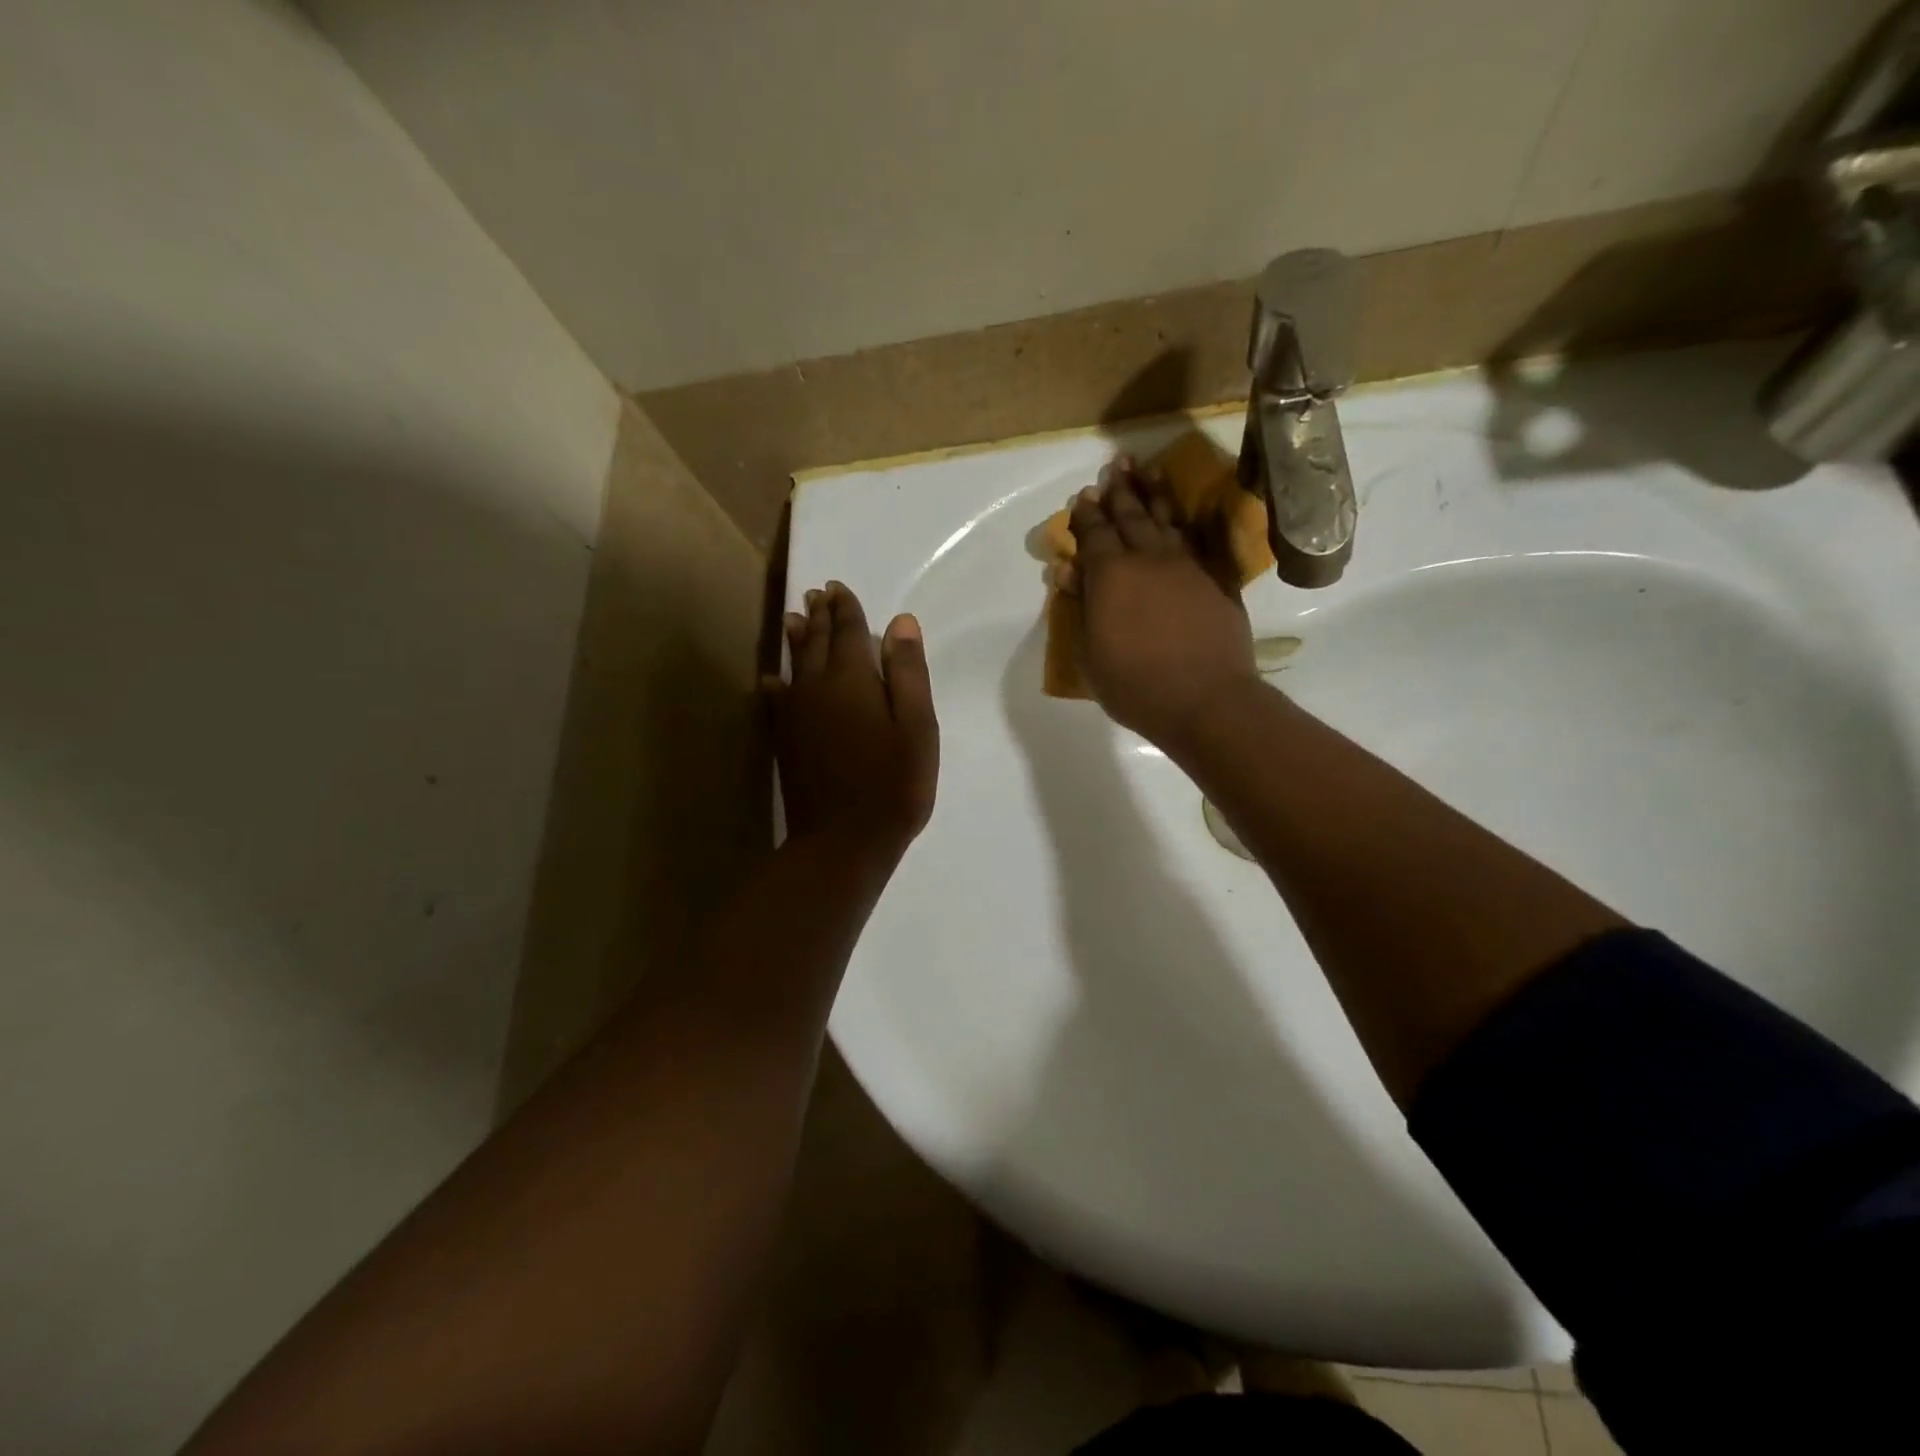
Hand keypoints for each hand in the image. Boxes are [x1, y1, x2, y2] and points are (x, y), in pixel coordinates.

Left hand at [771, 581, 939, 856]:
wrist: (843, 840)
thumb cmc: (893, 783)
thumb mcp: (917, 727)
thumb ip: (908, 672)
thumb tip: (901, 622)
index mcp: (854, 679)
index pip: (849, 631)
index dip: (846, 607)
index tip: (839, 587)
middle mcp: (817, 687)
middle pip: (817, 641)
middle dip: (820, 615)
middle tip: (817, 593)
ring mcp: (796, 714)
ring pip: (794, 664)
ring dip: (796, 638)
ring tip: (794, 618)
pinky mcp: (785, 740)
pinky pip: (777, 699)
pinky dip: (776, 683)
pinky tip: (772, 679)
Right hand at [1066, 458, 1257, 749]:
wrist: (1205, 699)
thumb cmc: (1135, 685)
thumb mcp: (1091, 653)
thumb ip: (1081, 607)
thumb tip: (1067, 570)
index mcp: (1110, 576)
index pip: (1094, 534)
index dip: (1086, 515)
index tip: (1082, 496)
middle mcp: (1147, 559)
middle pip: (1130, 516)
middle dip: (1119, 491)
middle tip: (1114, 466)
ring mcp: (1184, 566)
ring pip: (1165, 520)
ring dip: (1152, 494)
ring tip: (1145, 471)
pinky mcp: (1213, 579)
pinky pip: (1193, 539)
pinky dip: (1182, 521)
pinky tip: (1177, 516)